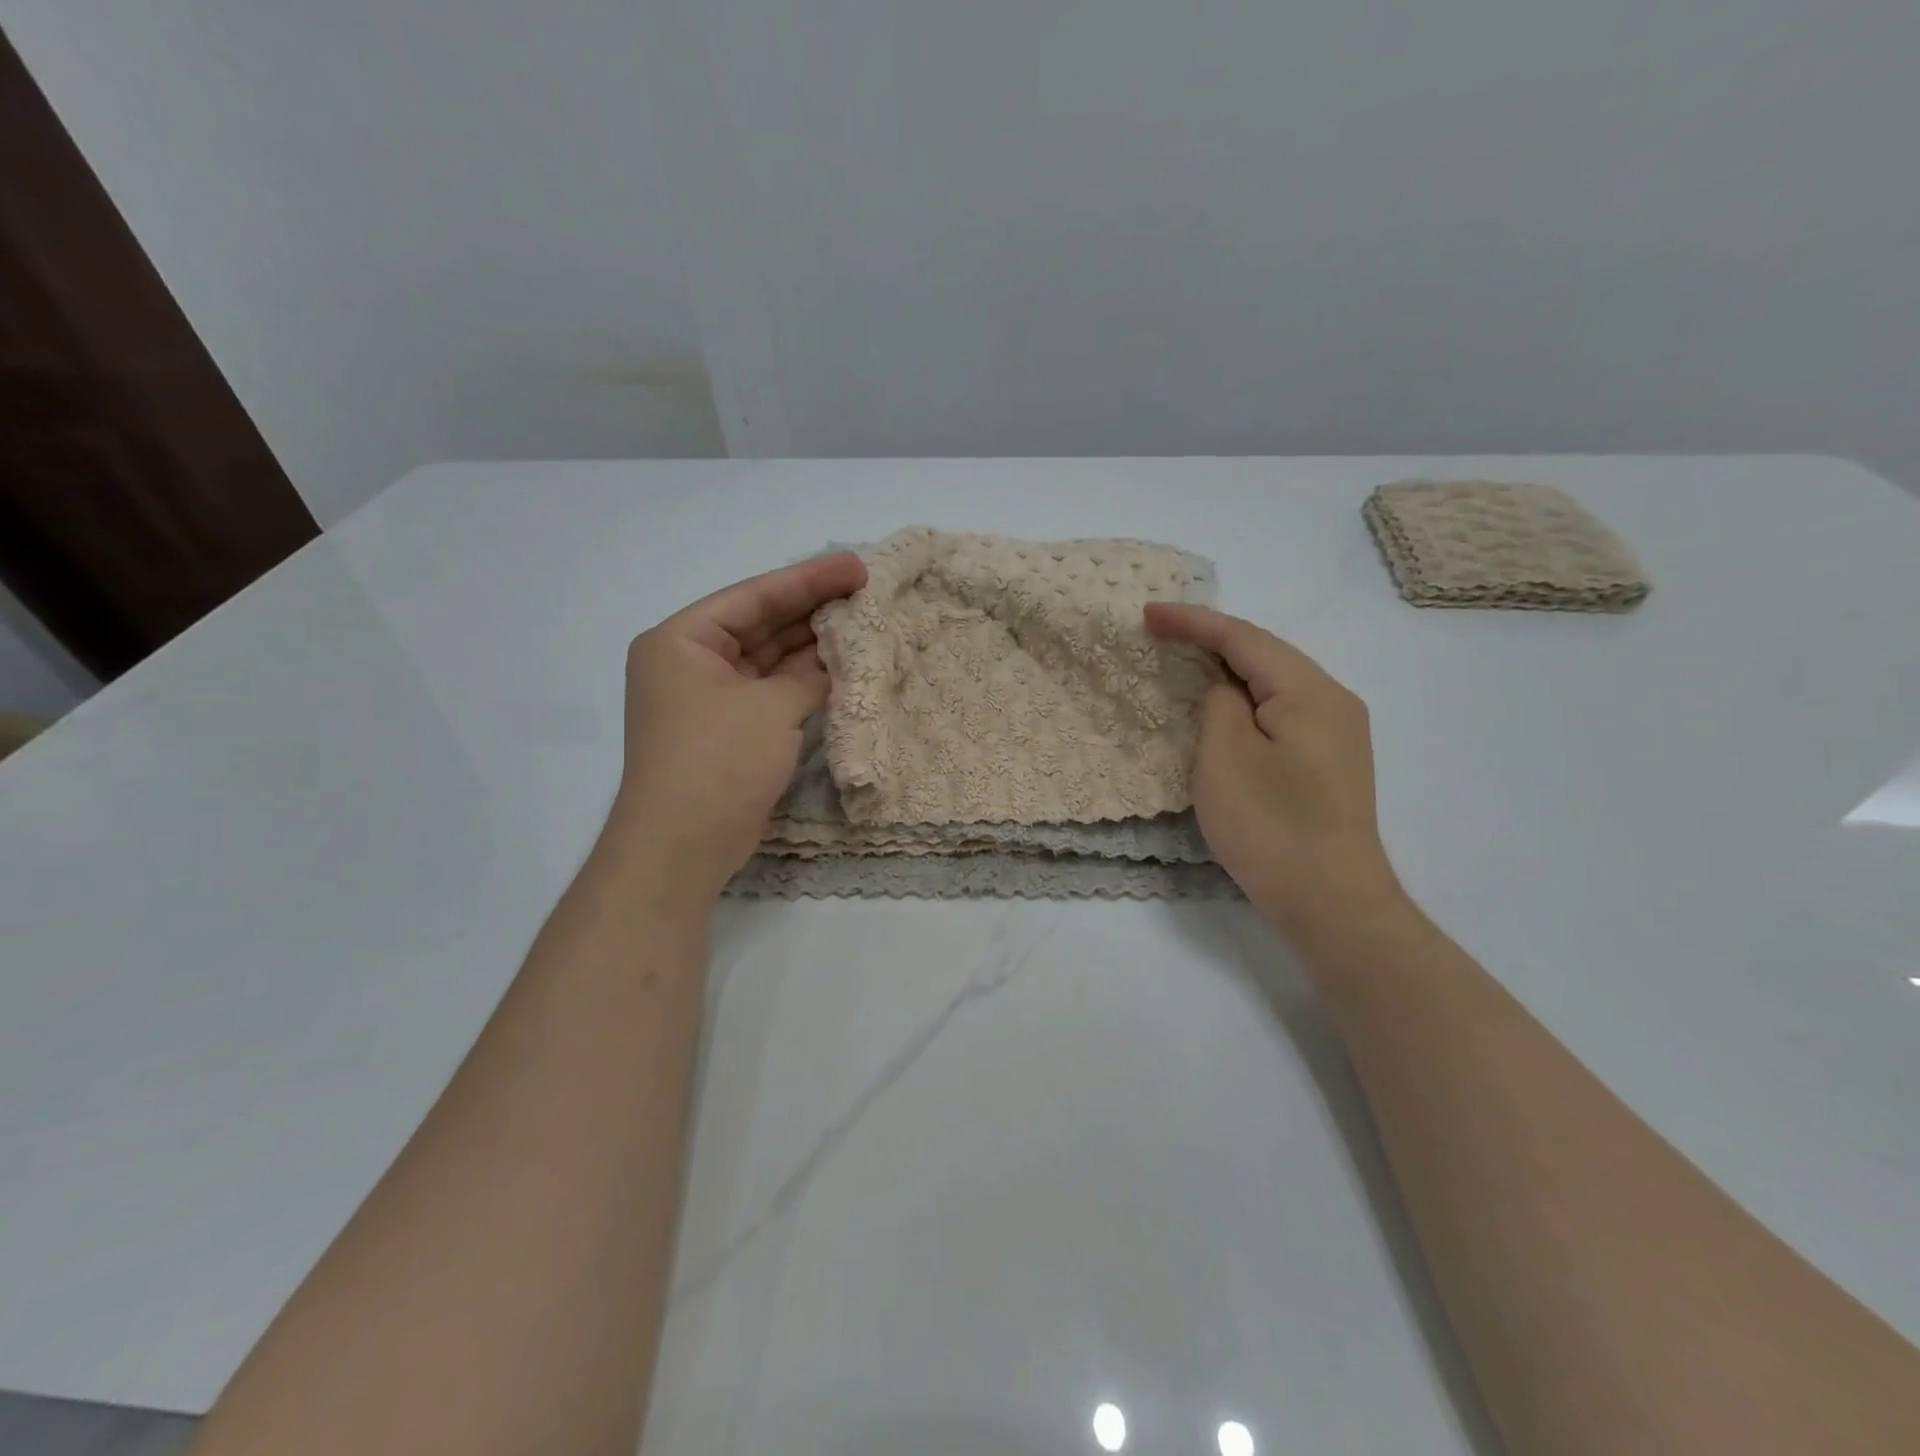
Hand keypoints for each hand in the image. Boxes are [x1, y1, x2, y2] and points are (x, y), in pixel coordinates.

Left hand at [610, 552, 867, 896]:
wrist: (682, 848)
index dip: (807, 579)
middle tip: (866, 591)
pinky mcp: (728, 730)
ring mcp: (709, 699)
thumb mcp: (770, 709)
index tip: (856, 567)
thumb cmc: (717, 762)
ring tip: (862, 623)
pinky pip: (770, 691)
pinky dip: (802, 682)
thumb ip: (809, 675)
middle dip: (812, 609)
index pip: (753, 597)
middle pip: (760, 624)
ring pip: (768, 659)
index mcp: (681, 641)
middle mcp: (691, 663)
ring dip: (811, 646)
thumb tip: (837, 659)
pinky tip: (842, 667)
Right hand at [1145, 603, 1405, 940]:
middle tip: (1162, 634)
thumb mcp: (1225, 758)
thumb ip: (1219, 704)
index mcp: (1310, 691)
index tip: (1147, 614)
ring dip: (1229, 670)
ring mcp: (1339, 733)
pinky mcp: (1332, 761)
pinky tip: (1225, 708)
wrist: (1332, 903)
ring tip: (1186, 661)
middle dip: (1212, 640)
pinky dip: (1247, 700)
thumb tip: (1225, 688)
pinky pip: (1283, 711)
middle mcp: (1334, 701)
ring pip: (1275, 683)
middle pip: (1265, 654)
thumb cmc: (1270, 827)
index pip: (1244, 638)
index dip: (1193, 622)